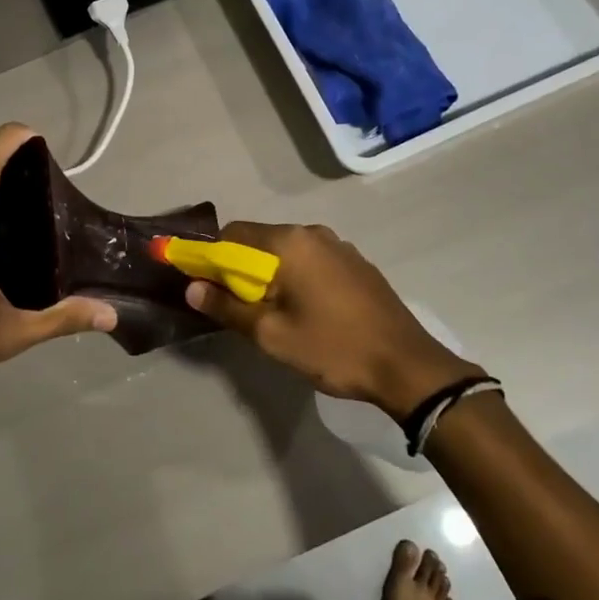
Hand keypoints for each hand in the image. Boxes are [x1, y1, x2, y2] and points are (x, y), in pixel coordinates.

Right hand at [184, 222, 478, 419]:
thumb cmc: (333, 348)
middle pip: (260, 241)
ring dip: (270, 275)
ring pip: (287, 253)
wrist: (406, 365)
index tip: (204, 286)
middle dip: (241, 270)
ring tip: (272, 314)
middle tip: (237, 309)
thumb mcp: (272, 334)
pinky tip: (306, 311)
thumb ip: (228, 307)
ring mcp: (340, 247)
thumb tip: (192, 289)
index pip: (233, 234)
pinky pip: (312, 261)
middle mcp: (313, 233)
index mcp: (289, 242)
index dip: (211, 258)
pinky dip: (296, 278)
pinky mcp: (357, 264)